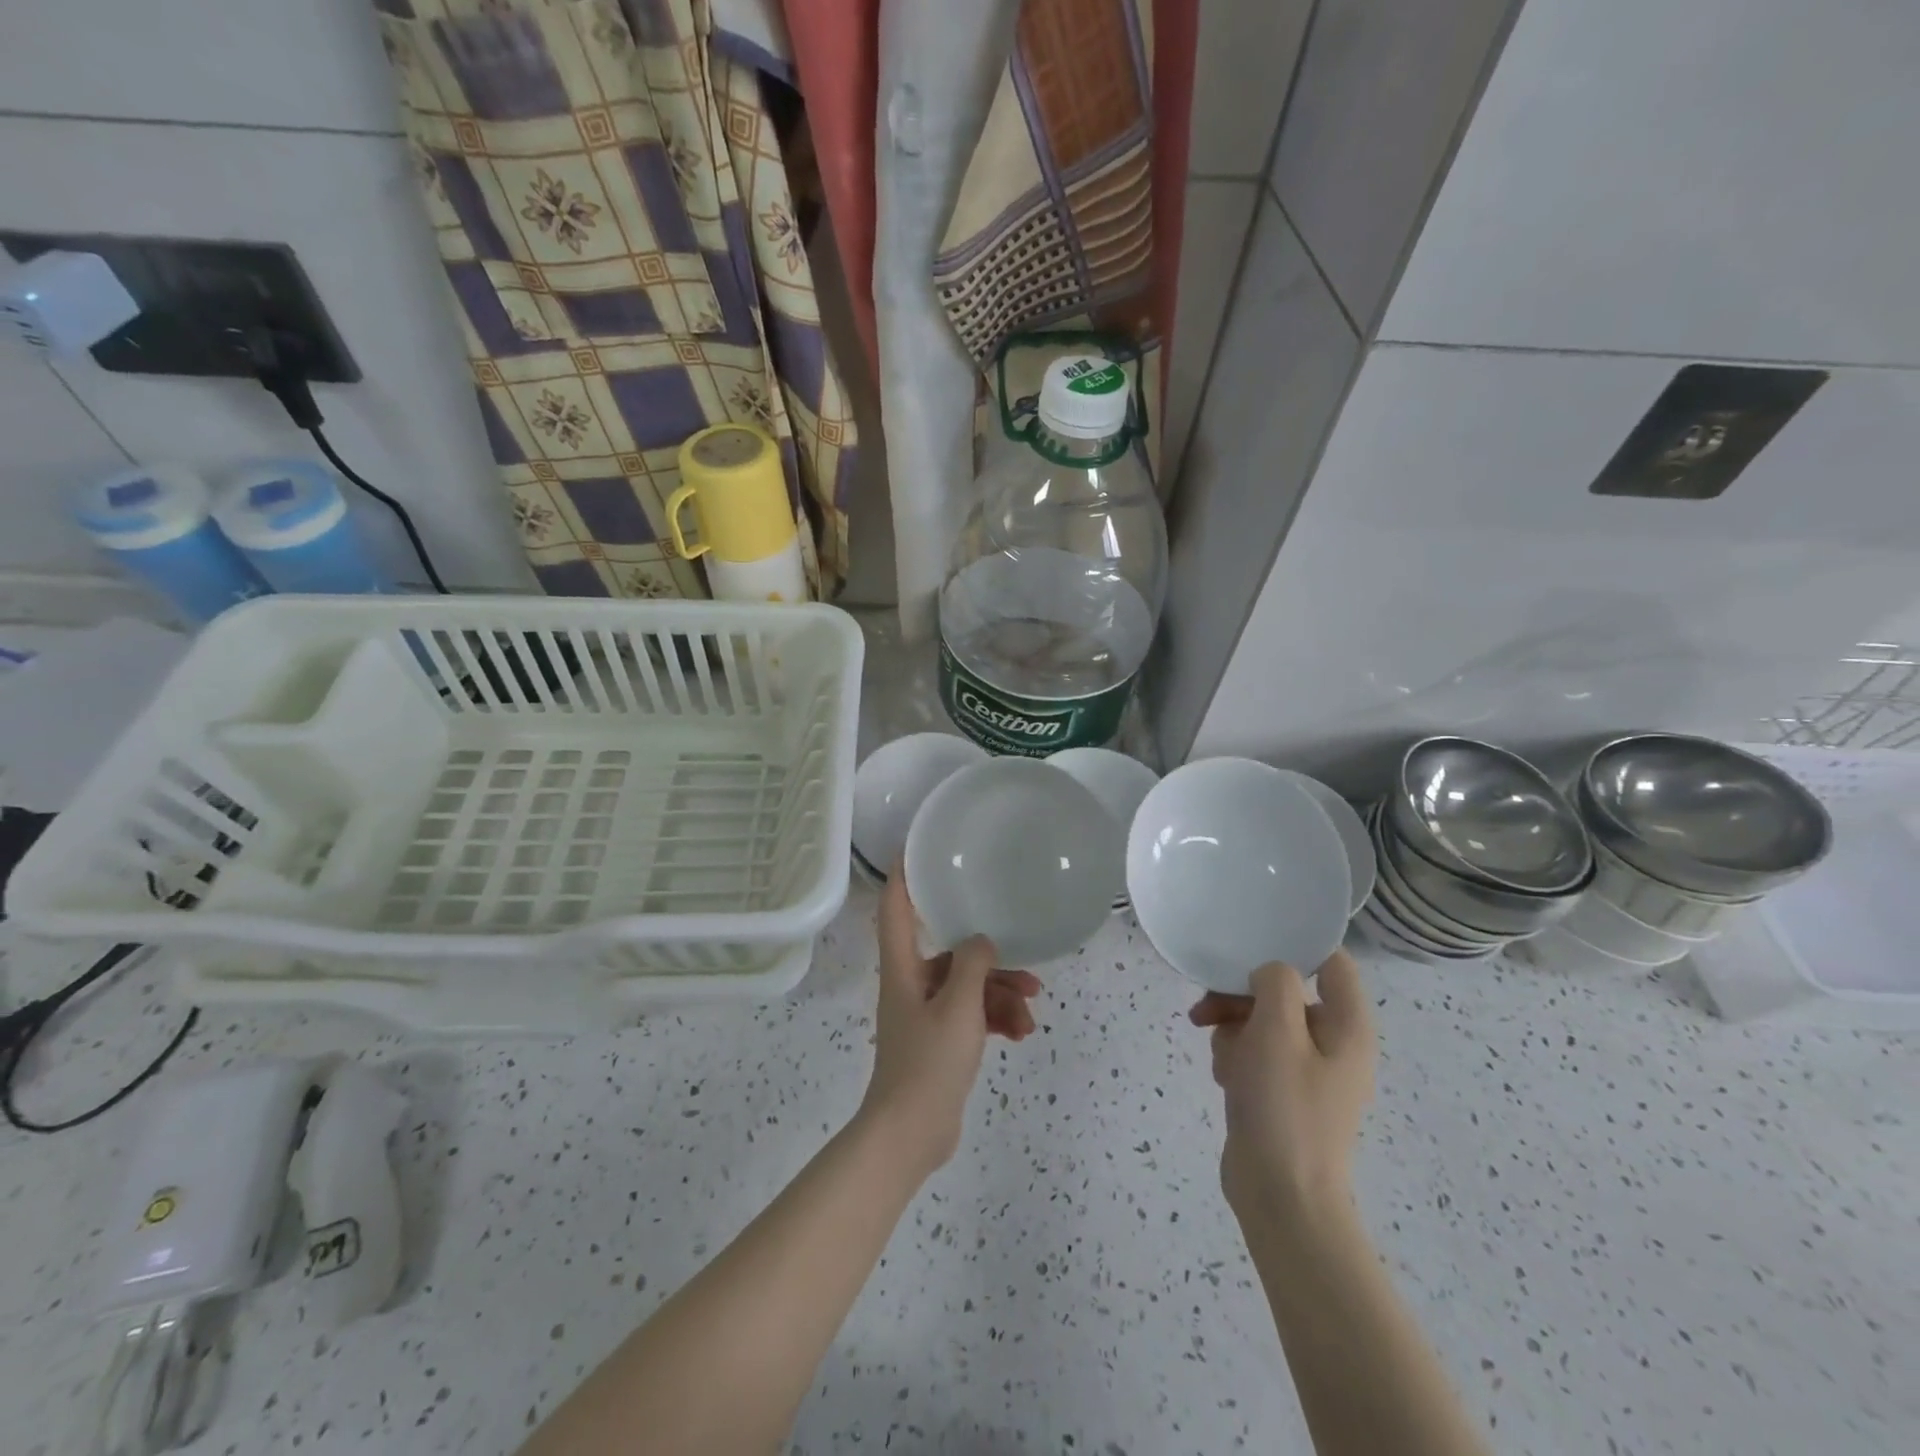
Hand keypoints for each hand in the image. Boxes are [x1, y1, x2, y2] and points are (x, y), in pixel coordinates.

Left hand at [862, 868, 1042, 1175]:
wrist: (911, 1134)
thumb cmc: (929, 1063)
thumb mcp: (958, 1007)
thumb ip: (972, 965)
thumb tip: (980, 941)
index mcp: (903, 969)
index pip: (895, 911)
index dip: (902, 878)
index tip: (915, 850)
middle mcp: (910, 985)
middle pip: (949, 955)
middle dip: (990, 961)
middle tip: (1027, 971)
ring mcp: (925, 1015)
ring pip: (967, 988)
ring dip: (1000, 996)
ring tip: (1029, 1013)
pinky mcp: (939, 1041)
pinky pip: (971, 1016)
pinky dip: (995, 1020)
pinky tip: (1021, 1033)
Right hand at [1189, 950, 1374, 1225]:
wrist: (1280, 1197)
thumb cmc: (1283, 1107)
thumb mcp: (1276, 1031)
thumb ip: (1275, 984)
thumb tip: (1269, 973)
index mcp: (1348, 1027)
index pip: (1331, 962)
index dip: (1294, 947)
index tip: (1249, 946)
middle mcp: (1334, 1044)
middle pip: (1285, 992)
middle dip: (1243, 996)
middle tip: (1207, 1007)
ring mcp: (1308, 1071)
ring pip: (1263, 1021)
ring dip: (1233, 1028)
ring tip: (1220, 1056)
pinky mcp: (1283, 1092)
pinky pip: (1256, 1053)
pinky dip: (1236, 1056)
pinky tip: (1224, 1077)